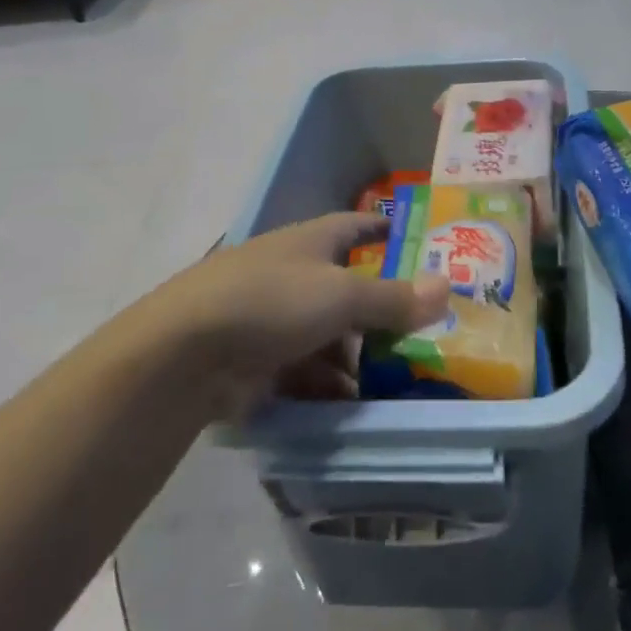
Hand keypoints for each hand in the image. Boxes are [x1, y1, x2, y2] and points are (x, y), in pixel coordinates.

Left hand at [147, 213, 449, 415]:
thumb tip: (447, 286)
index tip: (411, 239)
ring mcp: (271, 318)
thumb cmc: (271, 302)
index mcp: (309, 242)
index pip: (354, 226)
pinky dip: (326, 384)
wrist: (183, 354)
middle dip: (379, 312)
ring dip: (355, 357)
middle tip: (421, 334)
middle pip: (345, 288)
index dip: (382, 229)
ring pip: (326, 334)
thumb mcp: (341, 296)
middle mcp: (291, 273)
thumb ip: (394, 297)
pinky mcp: (255, 359)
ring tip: (394, 382)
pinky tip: (350, 405)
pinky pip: (303, 369)